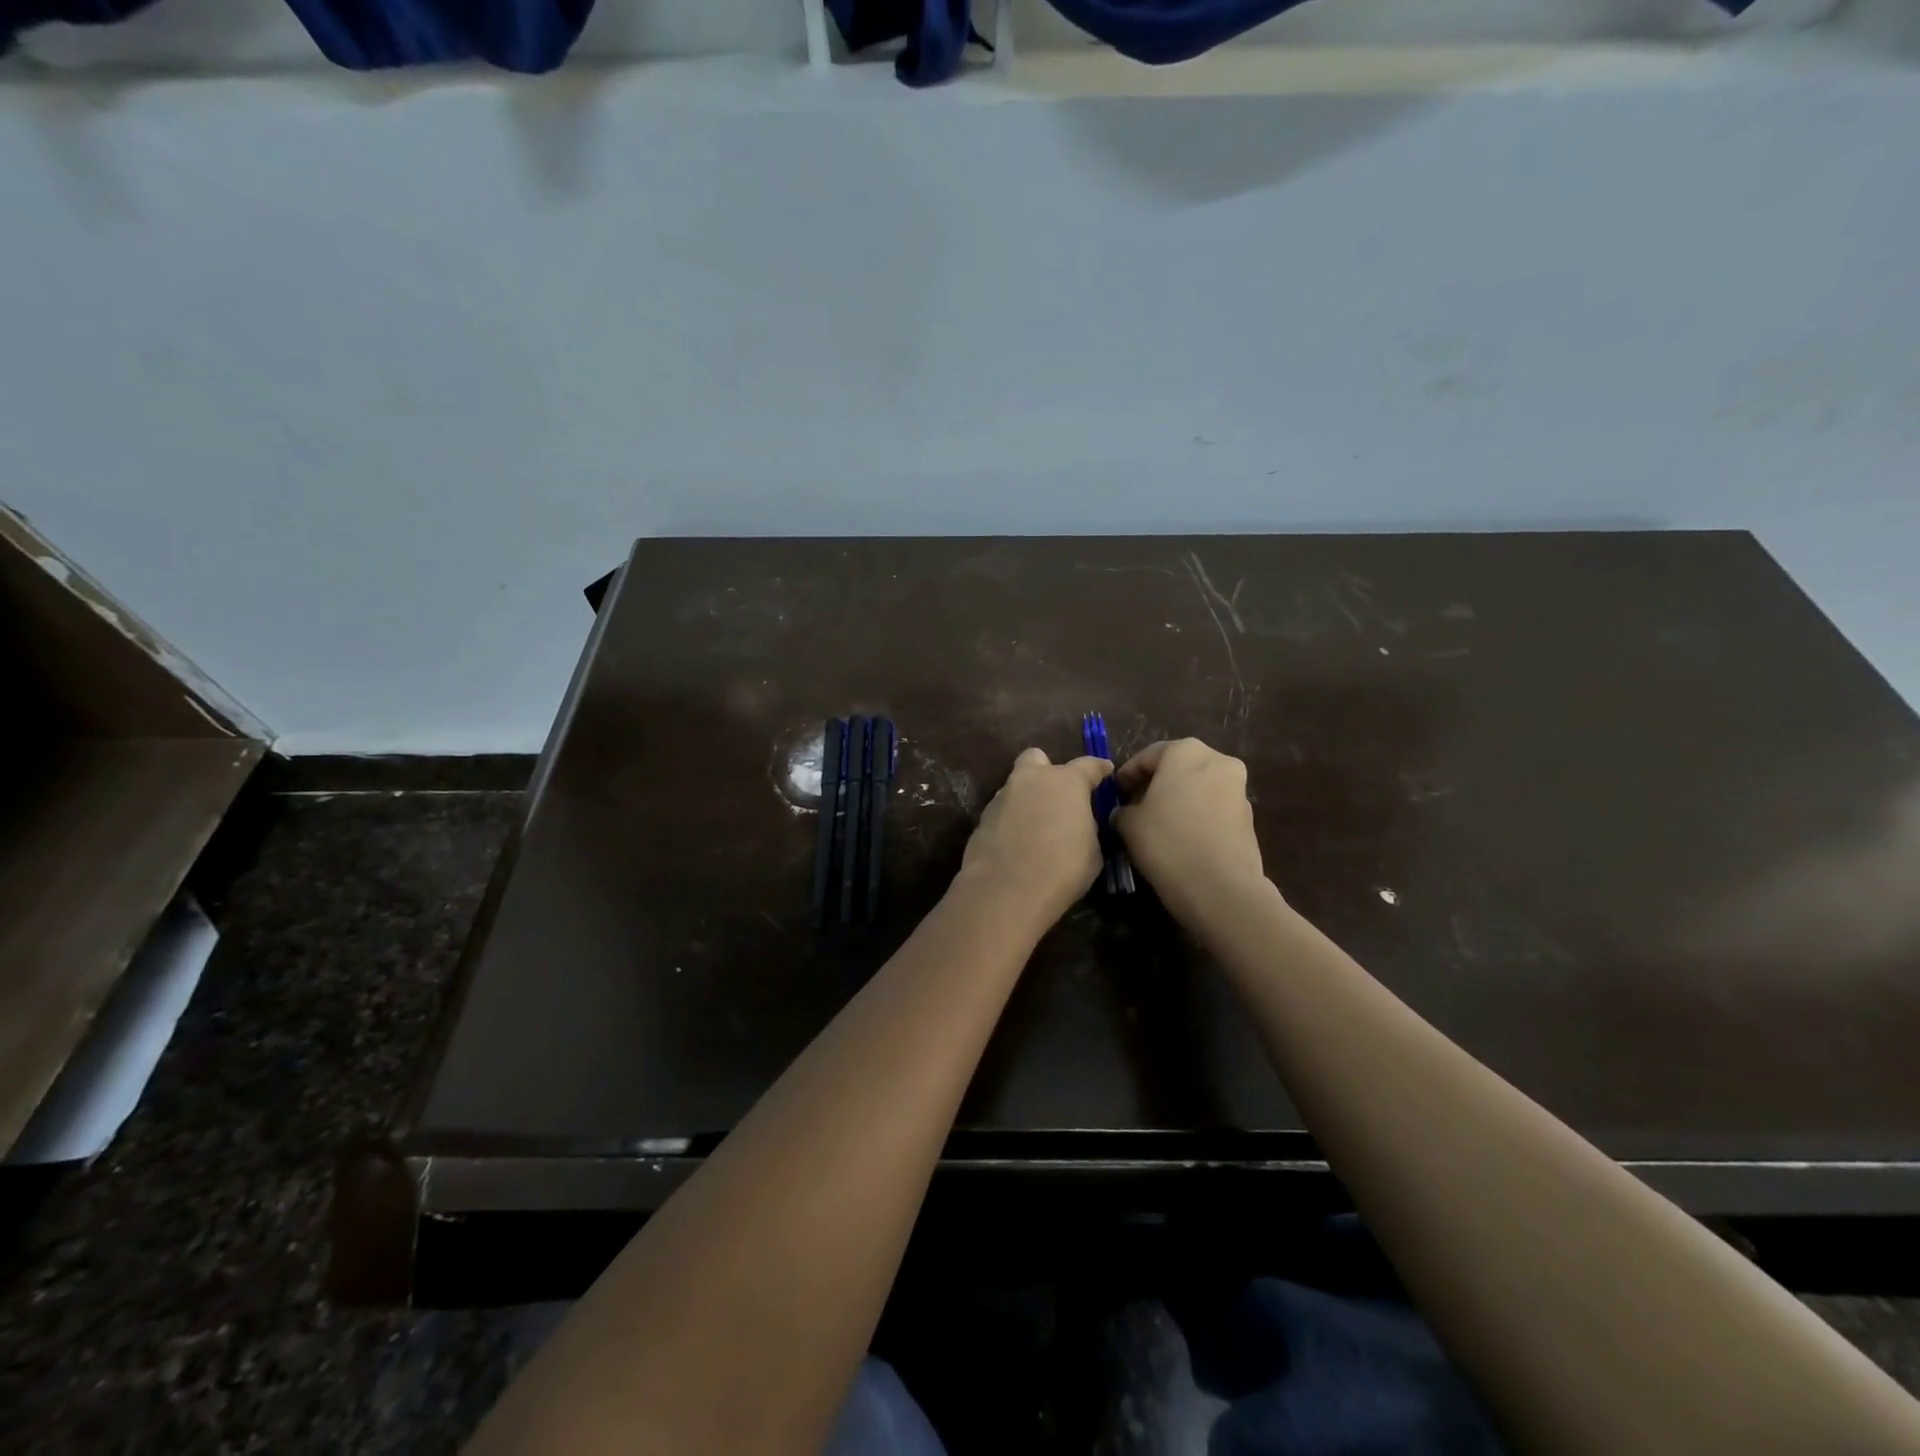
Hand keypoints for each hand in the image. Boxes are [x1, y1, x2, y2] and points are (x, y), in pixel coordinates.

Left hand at [958, 748, 1111, 929]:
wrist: (1006, 890)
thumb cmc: (1062, 868)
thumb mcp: (1092, 850)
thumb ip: (1087, 826)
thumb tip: (1079, 824)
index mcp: (1066, 782)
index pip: (1088, 765)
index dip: (1099, 769)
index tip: (1105, 771)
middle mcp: (1031, 780)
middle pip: (1037, 759)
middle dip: (1047, 770)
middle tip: (1057, 795)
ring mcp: (1002, 797)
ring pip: (1016, 786)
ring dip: (1028, 798)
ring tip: (1037, 827)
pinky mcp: (982, 818)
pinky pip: (1003, 811)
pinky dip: (1011, 820)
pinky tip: (1017, 843)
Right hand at [1113, 739, 1266, 924]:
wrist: (1221, 888)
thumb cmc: (1167, 843)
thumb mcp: (1128, 824)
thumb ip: (1122, 810)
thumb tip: (1125, 813)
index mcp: (1185, 752)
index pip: (1146, 756)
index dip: (1126, 776)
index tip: (1115, 795)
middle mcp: (1217, 760)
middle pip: (1177, 767)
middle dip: (1155, 785)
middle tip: (1134, 808)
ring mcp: (1238, 788)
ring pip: (1197, 787)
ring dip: (1177, 800)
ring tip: (1157, 826)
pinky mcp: (1248, 816)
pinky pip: (1213, 807)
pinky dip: (1196, 815)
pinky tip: (1181, 839)